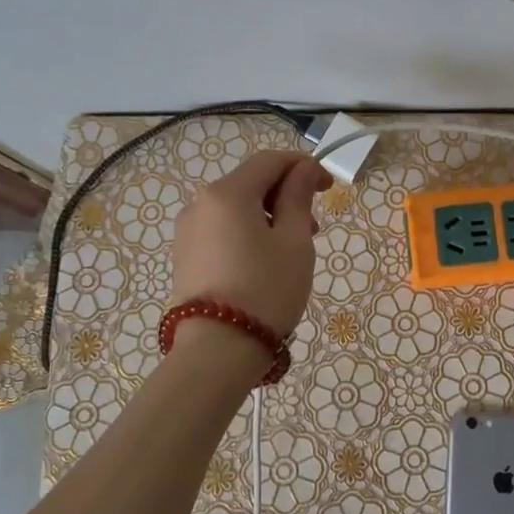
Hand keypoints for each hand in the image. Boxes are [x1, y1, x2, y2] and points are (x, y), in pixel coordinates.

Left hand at [169, 150, 330, 336]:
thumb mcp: (294, 242)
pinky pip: (222, 231)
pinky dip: (248, 234)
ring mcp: (187, 232)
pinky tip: (265, 264)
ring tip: (293, 250)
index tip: (328, 188)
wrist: (216, 352)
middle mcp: (200, 204)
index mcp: (227, 193)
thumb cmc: (265, 291)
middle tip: (314, 228)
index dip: (303, 166)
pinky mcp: (185, 258)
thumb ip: (297, 199)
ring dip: (269, 217)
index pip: (270, 161)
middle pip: (250, 183)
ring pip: (236, 209)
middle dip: (286, 195)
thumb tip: (302, 170)